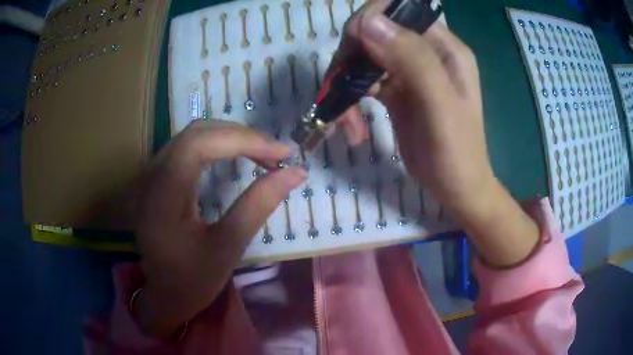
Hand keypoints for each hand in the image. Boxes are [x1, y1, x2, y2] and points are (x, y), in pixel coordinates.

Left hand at [133, 120, 304, 337]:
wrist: (164, 294)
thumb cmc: (193, 279)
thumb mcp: (228, 247)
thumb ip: (259, 204)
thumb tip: (295, 172)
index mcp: (163, 194)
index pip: (201, 143)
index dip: (245, 140)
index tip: (283, 151)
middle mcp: (151, 175)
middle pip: (197, 132)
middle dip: (241, 136)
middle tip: (276, 152)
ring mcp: (150, 174)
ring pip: (192, 135)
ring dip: (229, 137)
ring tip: (262, 153)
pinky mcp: (156, 178)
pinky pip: (187, 147)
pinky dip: (216, 145)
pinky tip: (235, 156)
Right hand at [339, 5, 490, 209]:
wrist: (455, 187)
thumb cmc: (457, 152)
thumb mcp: (440, 107)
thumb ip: (412, 60)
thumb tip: (368, 21)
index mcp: (443, 47)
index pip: (401, 10)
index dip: (372, 19)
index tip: (353, 47)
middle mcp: (425, 52)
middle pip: (375, 31)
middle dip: (351, 56)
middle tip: (340, 90)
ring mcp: (407, 70)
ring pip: (363, 56)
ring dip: (346, 83)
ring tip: (345, 122)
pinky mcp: (394, 90)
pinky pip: (363, 81)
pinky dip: (350, 100)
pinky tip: (351, 127)